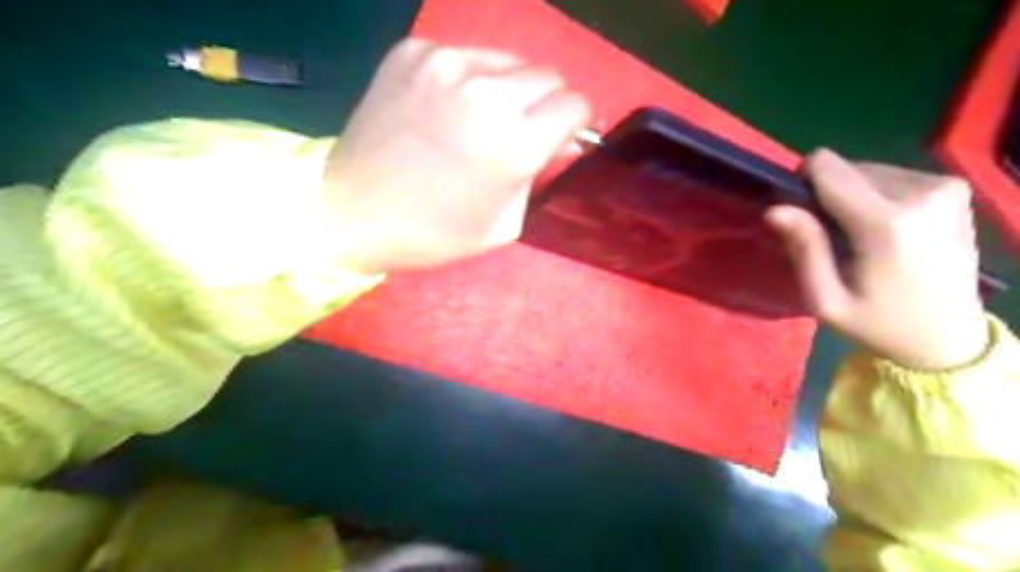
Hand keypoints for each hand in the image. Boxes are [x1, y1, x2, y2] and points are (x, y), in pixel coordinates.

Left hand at [319, 37, 590, 275]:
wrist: (352, 211)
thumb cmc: (434, 233)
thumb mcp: (504, 224)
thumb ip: (540, 176)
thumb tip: (561, 140)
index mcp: (513, 145)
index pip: (574, 105)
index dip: (574, 122)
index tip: (560, 136)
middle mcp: (487, 94)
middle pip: (547, 76)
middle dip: (546, 103)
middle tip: (523, 130)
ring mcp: (446, 64)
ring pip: (509, 61)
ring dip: (510, 89)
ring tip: (483, 119)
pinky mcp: (413, 52)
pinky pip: (466, 57)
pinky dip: (470, 80)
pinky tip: (447, 108)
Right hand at [764, 149, 989, 369]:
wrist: (949, 339)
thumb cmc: (877, 324)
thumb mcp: (826, 300)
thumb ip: (804, 249)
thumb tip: (775, 208)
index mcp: (886, 223)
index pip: (828, 167)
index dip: (803, 183)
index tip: (801, 214)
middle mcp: (921, 193)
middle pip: (847, 167)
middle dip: (829, 194)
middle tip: (832, 235)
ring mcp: (944, 188)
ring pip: (868, 170)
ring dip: (853, 196)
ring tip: (859, 235)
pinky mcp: (954, 189)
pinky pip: (893, 176)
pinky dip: (878, 196)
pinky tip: (885, 229)